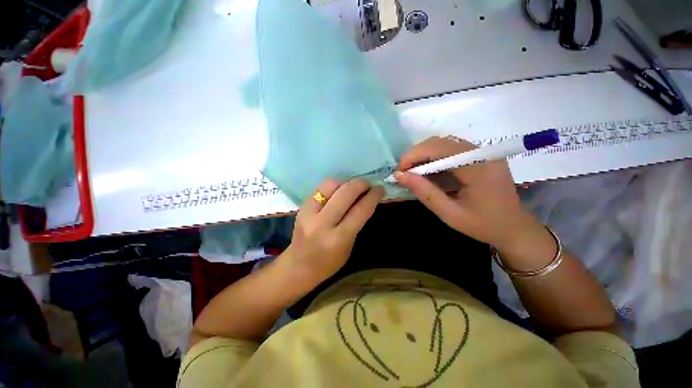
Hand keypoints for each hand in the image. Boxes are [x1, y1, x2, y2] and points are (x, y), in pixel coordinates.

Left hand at [284, 179, 383, 283]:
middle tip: (368, 184)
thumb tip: (365, 199)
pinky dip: (333, 186)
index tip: (380, 189)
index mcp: (338, 238)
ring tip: (352, 187)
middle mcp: (322, 223)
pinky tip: (339, 190)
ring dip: (346, 183)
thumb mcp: (348, 246)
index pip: (360, 210)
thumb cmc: (329, 262)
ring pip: (331, 185)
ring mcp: (309, 213)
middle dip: (360, 184)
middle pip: (345, 193)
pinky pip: (320, 188)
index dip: (373, 196)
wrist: (298, 266)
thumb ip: (356, 222)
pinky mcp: (301, 207)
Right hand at [394, 137, 544, 250]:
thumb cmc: (483, 225)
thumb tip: (399, 176)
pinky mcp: (481, 155)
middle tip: (404, 173)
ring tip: (413, 173)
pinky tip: (429, 171)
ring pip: (444, 143)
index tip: (399, 172)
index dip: (413, 156)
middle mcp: (482, 152)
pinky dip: (434, 157)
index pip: (438, 149)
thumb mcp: (449, 214)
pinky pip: (451, 149)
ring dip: (423, 155)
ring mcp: (483, 151)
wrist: (514, 228)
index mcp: (478, 167)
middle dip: (416, 155)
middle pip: (440, 142)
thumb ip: (424, 193)